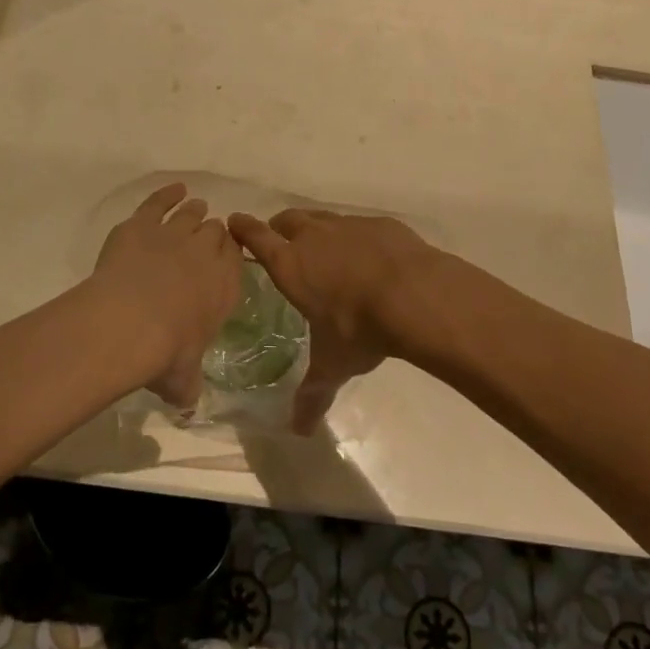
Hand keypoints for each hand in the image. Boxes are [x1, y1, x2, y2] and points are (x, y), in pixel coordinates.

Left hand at [92, 184, 241, 410]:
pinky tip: (175, 189)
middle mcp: (205, 255)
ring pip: (191, 215)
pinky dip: (168, 193)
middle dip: (214, 233)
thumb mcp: (182, 380)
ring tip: (197, 207)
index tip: (225, 255)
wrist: (129, 321)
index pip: (235, 260)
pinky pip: (160, 201)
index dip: (230, 255)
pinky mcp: (142, 224)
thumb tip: (188, 407)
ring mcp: (174, 234)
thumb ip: (188, 388)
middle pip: (215, 233)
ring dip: (196, 211)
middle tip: (209, 236)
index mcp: (224, 288)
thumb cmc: (165, 354)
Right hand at [226, 209, 439, 434]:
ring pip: (322, 218)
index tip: (235, 221)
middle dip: (280, 228)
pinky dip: (355, 237)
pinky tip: (370, 257)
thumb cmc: (360, 328)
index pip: (257, 238)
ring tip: (325, 249)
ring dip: (316, 229)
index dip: (244, 228)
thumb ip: (313, 393)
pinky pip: (359, 225)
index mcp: (291, 265)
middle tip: (282, 242)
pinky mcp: (380, 224)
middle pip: (287, 220)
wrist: (414, 295)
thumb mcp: (334, 363)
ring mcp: (348, 226)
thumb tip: (299, 430)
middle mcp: (314, 237)